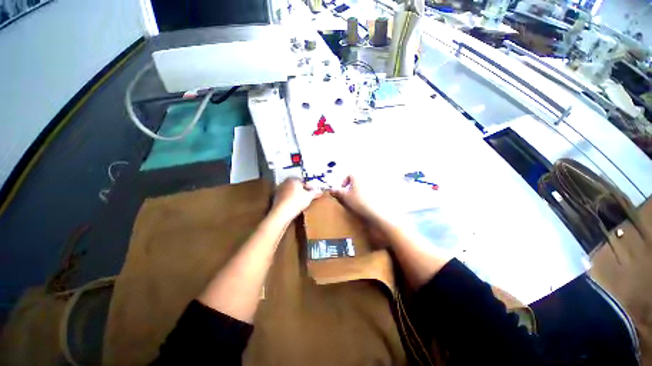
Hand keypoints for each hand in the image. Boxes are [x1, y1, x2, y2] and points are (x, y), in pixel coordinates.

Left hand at [272, 178, 321, 221]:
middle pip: (296, 186)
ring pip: (291, 192)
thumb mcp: (309, 197)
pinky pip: (286, 198)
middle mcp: (284, 183)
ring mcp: (279, 191)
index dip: (310, 186)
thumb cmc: (297, 201)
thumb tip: (320, 192)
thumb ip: (315, 193)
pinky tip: (295, 206)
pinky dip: (291, 201)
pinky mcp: (276, 199)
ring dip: (297, 196)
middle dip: (303, 190)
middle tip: (309, 197)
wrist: (282, 213)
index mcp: (292, 179)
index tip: (314, 192)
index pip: (303, 180)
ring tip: (303, 202)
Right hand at [331, 175, 388, 223]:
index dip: (344, 182)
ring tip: (356, 199)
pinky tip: (364, 202)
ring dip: (358, 190)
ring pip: (363, 185)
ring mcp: (373, 184)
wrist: (374, 211)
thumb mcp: (345, 196)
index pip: (349, 175)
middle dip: (351, 186)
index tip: (342, 190)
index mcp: (357, 176)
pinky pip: (370, 190)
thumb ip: (337, 191)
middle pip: (356, 180)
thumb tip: (330, 189)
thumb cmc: (357, 201)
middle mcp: (366, 178)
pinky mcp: (378, 192)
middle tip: (348, 195)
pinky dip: (366, 194)